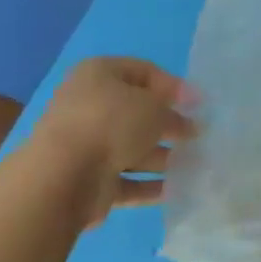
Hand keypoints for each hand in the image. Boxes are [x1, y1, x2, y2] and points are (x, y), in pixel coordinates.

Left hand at [18, 57, 192, 224]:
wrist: (62, 176)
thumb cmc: (111, 123)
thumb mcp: (154, 109)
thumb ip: (175, 114)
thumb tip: (188, 124)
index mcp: (99, 75)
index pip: (144, 72)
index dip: (173, 86)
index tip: (198, 105)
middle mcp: (89, 106)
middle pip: (137, 113)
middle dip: (168, 125)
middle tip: (197, 136)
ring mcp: (85, 145)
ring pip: (131, 148)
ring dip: (162, 157)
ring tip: (193, 165)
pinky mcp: (87, 180)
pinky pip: (124, 179)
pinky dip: (147, 184)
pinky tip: (175, 190)